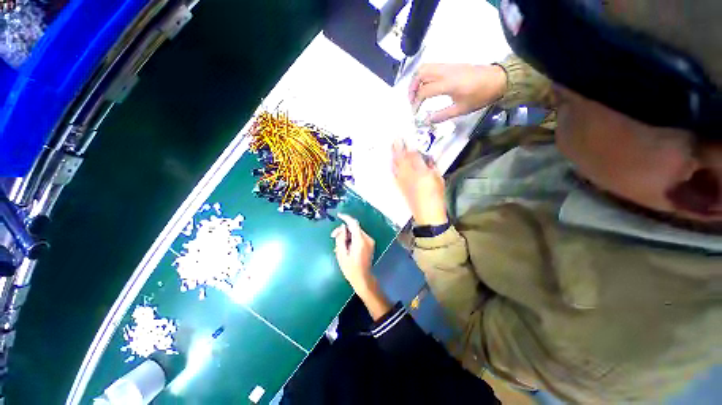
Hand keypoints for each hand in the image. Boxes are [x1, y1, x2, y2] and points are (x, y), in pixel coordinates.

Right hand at [331, 215, 390, 320]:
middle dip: (343, 230)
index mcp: (360, 241)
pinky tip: (346, 246)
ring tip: (339, 245)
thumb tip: (342, 227)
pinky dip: (352, 238)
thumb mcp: (341, 254)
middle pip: (354, 228)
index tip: (339, 215)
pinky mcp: (370, 244)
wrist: (363, 278)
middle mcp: (367, 239)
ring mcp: (370, 241)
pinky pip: (359, 236)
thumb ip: (341, 238)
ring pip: (356, 232)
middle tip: (333, 236)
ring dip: (347, 235)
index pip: (354, 224)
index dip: (346, 218)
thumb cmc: (350, 268)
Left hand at [392, 140, 447, 225]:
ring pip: (395, 165)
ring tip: (392, 148)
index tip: (404, 138)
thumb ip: (431, 166)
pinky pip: (394, 173)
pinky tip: (392, 164)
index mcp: (419, 170)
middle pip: (400, 158)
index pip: (412, 154)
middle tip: (394, 139)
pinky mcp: (399, 186)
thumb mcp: (437, 178)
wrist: (426, 213)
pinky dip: (393, 166)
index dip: (408, 146)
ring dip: (393, 156)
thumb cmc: (435, 195)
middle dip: (397, 148)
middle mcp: (407, 173)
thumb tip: (426, 159)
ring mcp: (402, 180)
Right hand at [409, 63, 506, 123]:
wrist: (498, 79)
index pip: (424, 91)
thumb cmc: (480, 96)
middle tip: (412, 101)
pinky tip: (426, 86)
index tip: (415, 112)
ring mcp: (447, 66)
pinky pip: (432, 67)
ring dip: (416, 80)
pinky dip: (424, 76)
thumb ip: (442, 115)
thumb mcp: (461, 109)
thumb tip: (426, 121)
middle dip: (412, 88)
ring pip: (425, 67)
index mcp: (448, 84)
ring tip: (416, 93)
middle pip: (420, 74)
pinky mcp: (450, 65)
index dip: (416, 103)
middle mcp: (445, 72)